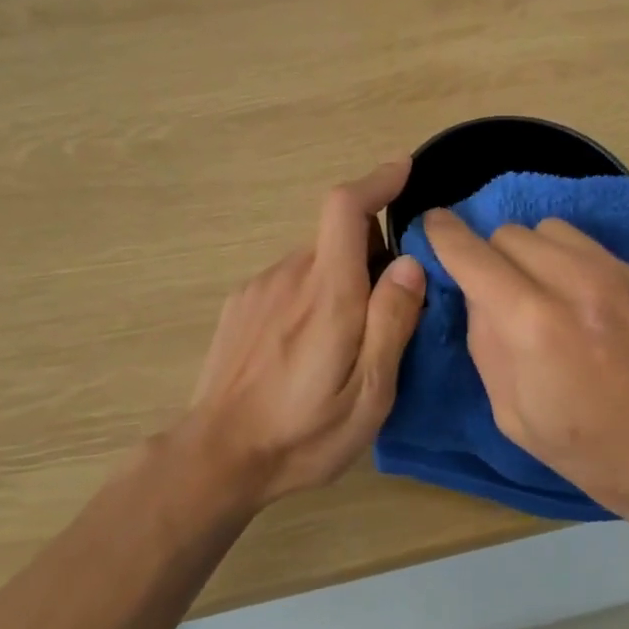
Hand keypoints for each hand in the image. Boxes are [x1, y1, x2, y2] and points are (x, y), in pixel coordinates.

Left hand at [183, 160, 426, 508]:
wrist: (217, 457)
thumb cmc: (303, 433)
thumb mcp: (368, 393)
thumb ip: (392, 322)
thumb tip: (411, 263)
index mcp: (327, 293)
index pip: (345, 208)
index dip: (376, 181)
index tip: (403, 170)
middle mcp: (289, 275)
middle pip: (338, 238)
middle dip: (372, 254)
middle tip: (391, 308)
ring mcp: (259, 288)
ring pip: (315, 262)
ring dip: (341, 279)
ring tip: (347, 342)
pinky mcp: (241, 305)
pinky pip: (290, 281)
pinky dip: (313, 294)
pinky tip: (307, 348)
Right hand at [423, 209, 628, 521]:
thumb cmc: (592, 450)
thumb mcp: (513, 415)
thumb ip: (486, 344)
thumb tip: (477, 297)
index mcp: (534, 324)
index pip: (473, 255)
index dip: (444, 235)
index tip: (432, 226)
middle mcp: (574, 282)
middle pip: (508, 233)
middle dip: (489, 255)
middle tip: (493, 291)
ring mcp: (614, 273)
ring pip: (547, 228)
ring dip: (528, 252)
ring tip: (536, 289)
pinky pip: (584, 244)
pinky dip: (563, 258)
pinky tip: (575, 297)